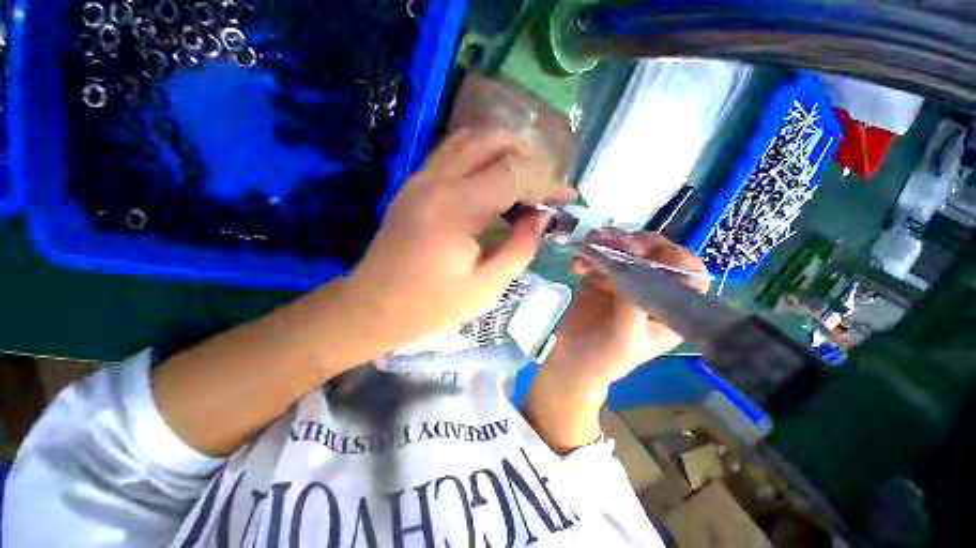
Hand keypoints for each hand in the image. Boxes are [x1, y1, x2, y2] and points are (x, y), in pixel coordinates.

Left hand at [346, 129, 575, 353]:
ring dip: (504, 150)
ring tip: (524, 179)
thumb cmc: (430, 306)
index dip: (549, 181)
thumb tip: (543, 217)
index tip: (567, 197)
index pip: (516, 172)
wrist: (372, 307)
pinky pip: (452, 154)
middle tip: (545, 184)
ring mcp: (421, 179)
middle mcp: (437, 181)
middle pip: (492, 139)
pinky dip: (481, 157)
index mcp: (457, 208)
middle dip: (529, 154)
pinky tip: (493, 183)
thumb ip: (520, 247)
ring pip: (469, 139)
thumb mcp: (486, 286)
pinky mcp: (414, 185)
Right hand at [546, 229, 709, 392]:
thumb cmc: (605, 358)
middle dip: (635, 243)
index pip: (689, 274)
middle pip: (655, 254)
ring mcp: (625, 281)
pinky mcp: (601, 278)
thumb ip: (632, 308)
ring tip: (589, 242)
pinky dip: (587, 255)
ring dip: (607, 242)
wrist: (573, 360)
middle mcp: (651, 290)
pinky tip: (575, 265)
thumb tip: (630, 270)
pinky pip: (598, 257)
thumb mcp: (625, 339)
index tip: (647, 254)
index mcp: (670, 308)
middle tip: (612, 241)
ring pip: (625, 250)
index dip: (675, 257)